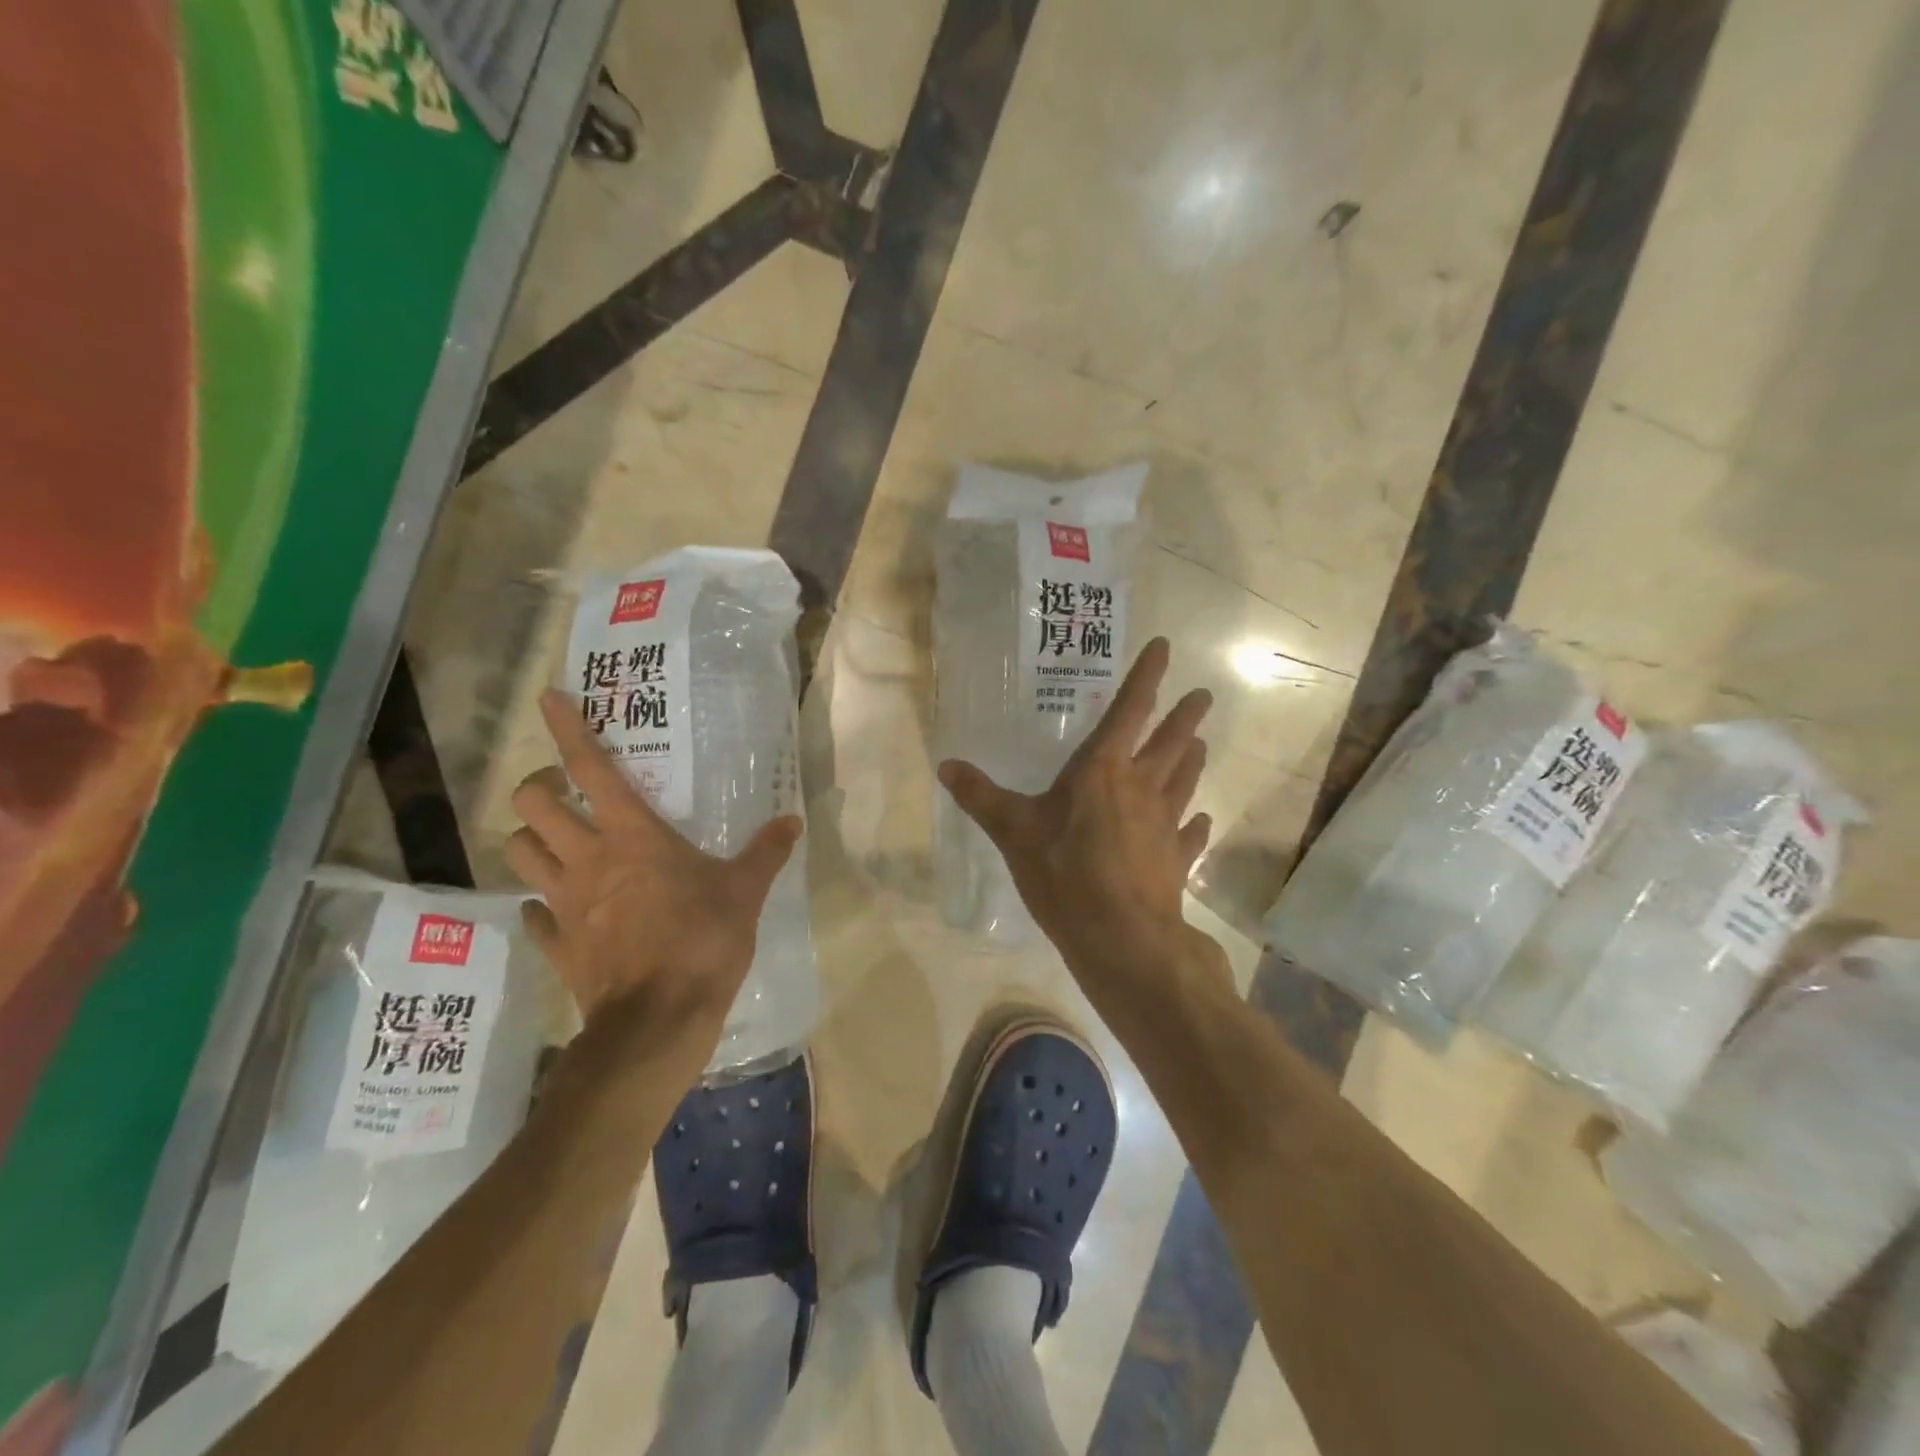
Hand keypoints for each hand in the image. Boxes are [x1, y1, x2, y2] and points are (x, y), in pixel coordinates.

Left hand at [506, 690, 801, 1031]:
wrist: (659, 1020)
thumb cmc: (702, 941)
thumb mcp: (745, 891)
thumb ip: (766, 852)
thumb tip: (791, 822)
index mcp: (633, 836)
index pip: (591, 769)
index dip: (567, 729)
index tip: (548, 697)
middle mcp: (588, 860)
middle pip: (533, 805)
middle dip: (537, 787)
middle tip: (562, 791)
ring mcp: (565, 903)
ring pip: (520, 853)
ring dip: (531, 839)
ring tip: (556, 842)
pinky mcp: (558, 945)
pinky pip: (533, 916)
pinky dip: (540, 905)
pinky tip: (557, 909)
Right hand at [939, 638, 1215, 979]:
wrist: (1120, 938)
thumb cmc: (1065, 874)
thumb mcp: (1013, 832)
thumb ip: (981, 796)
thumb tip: (946, 764)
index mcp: (1103, 770)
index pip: (1130, 710)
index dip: (1147, 676)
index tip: (1165, 646)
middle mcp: (1142, 787)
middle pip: (1170, 741)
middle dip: (1185, 716)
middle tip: (1203, 696)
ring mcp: (1165, 824)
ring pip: (1185, 780)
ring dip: (1192, 760)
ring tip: (1201, 743)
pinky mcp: (1176, 859)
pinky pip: (1190, 834)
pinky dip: (1195, 825)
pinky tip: (1200, 820)